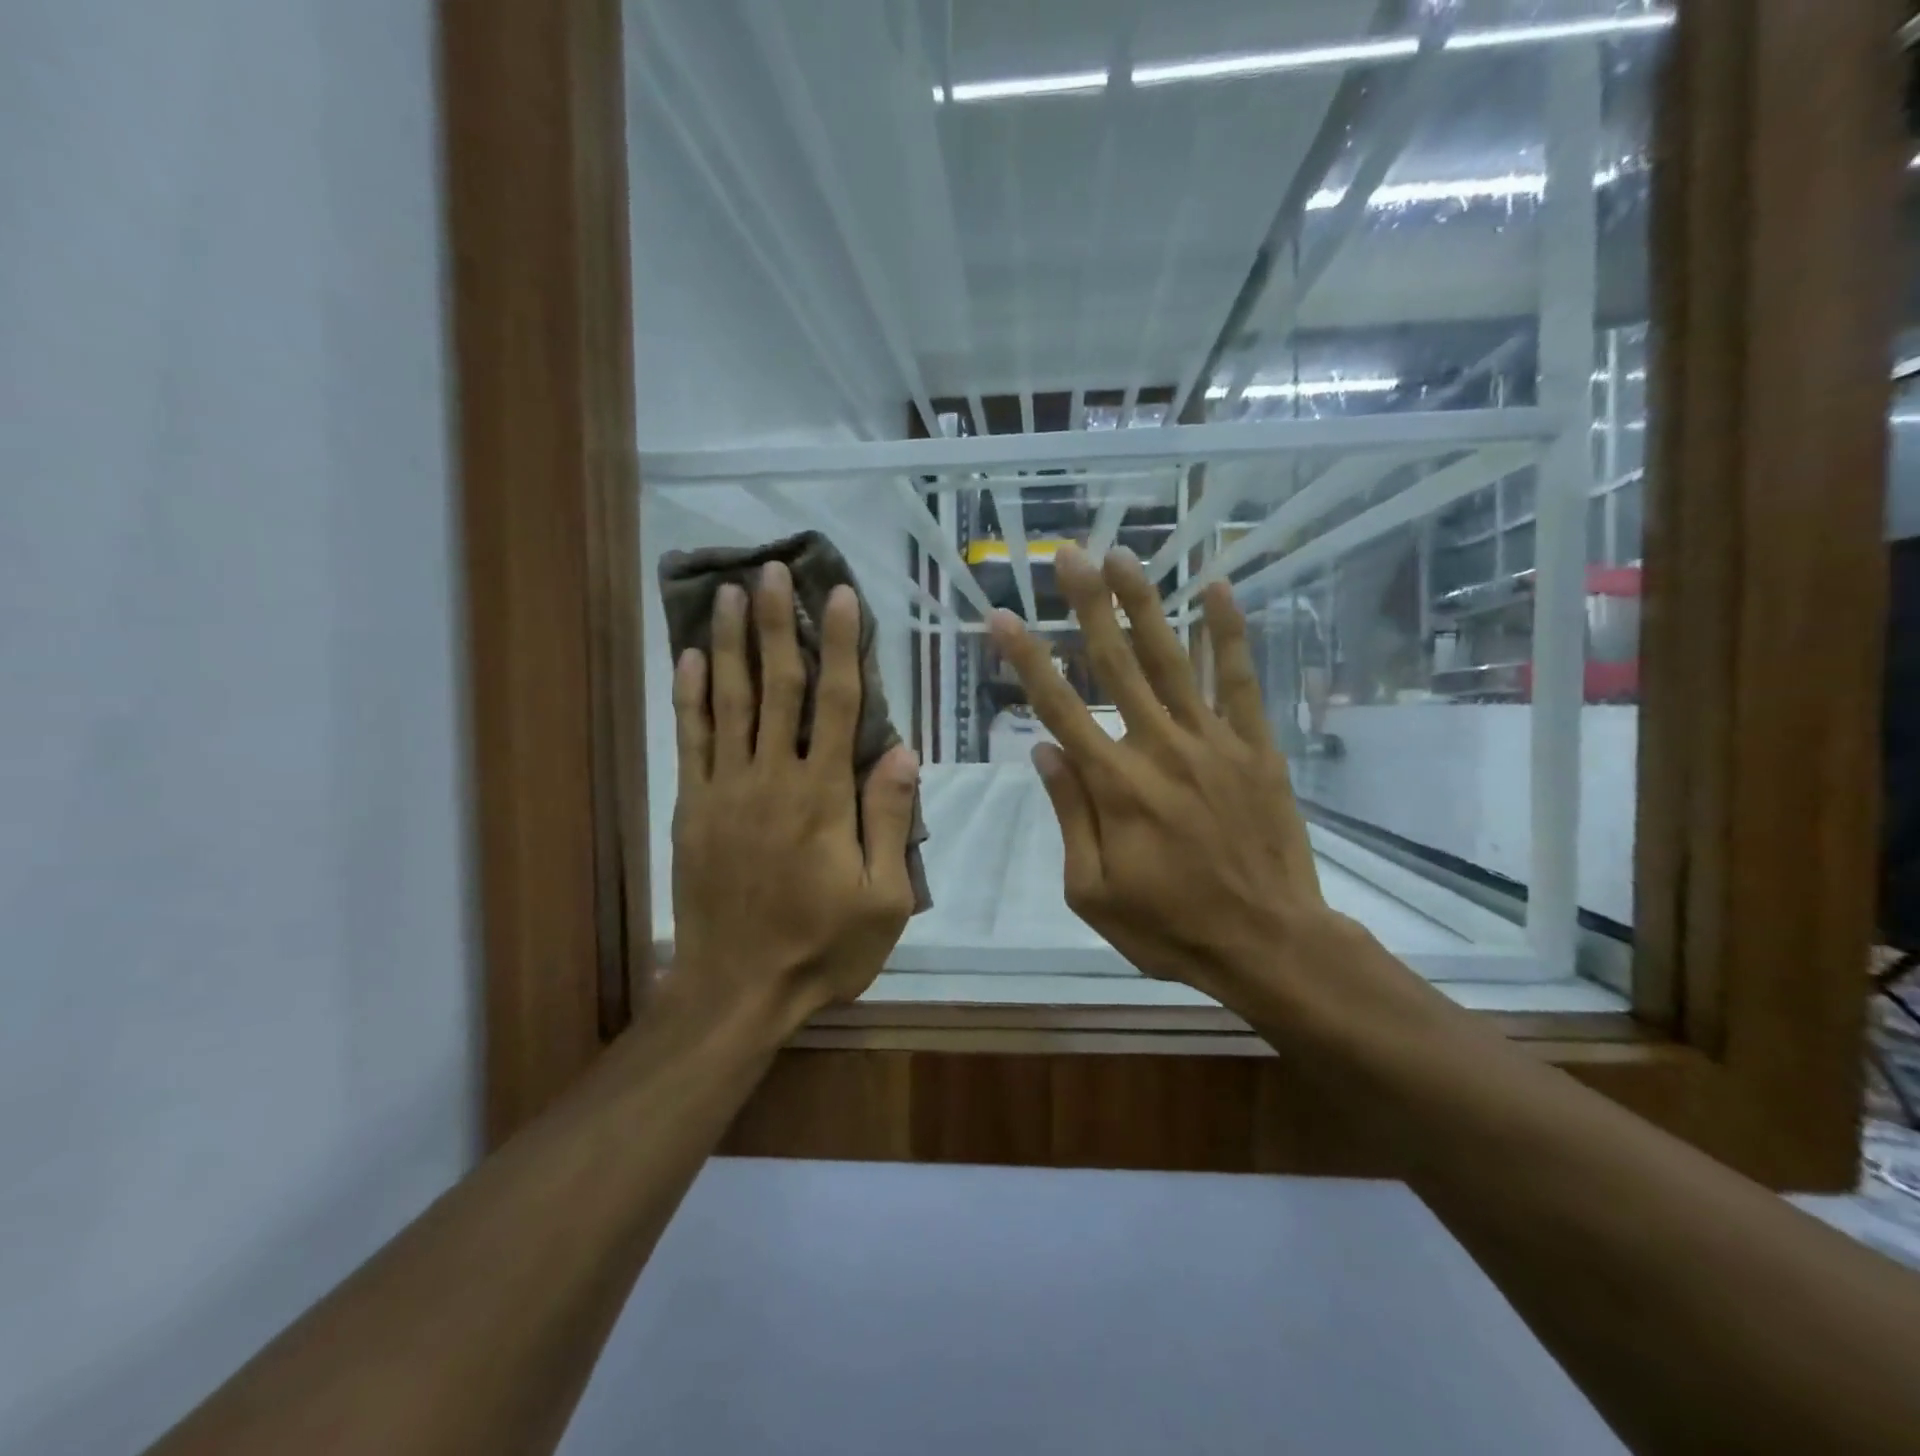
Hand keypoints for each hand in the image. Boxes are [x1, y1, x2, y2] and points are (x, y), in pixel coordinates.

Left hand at [668, 562, 918, 1033]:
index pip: (837, 703)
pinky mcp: (692, 809)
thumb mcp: (884, 897)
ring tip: (731, 593)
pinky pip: (690, 741)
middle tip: (773, 570)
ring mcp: (725, 791)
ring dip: (732, 644)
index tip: (840, 595)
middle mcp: (772, 778)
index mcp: (823, 797)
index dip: (841, 645)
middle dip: (778, 624)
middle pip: (778, 687)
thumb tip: (901, 749)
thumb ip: (890, 819)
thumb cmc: (823, 948)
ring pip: (729, 702)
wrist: (738, 990)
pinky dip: (689, 696)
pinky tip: (690, 658)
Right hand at [990, 545, 1354, 1007]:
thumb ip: (1068, 815)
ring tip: (1124, 556)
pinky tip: (1216, 589)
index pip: (1058, 708)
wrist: (1268, 942)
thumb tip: (1043, 751)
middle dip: (1087, 606)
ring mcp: (1212, 741)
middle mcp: (1158, 747)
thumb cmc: (1170, 926)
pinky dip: (1228, 633)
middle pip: (1115, 664)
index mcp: (1113, 785)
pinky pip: (1239, 680)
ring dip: (1145, 604)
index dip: (1027, 659)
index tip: (1003, 616)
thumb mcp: (1093, 890)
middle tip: (1069, 555)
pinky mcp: (1255, 746)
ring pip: (1172, 659)